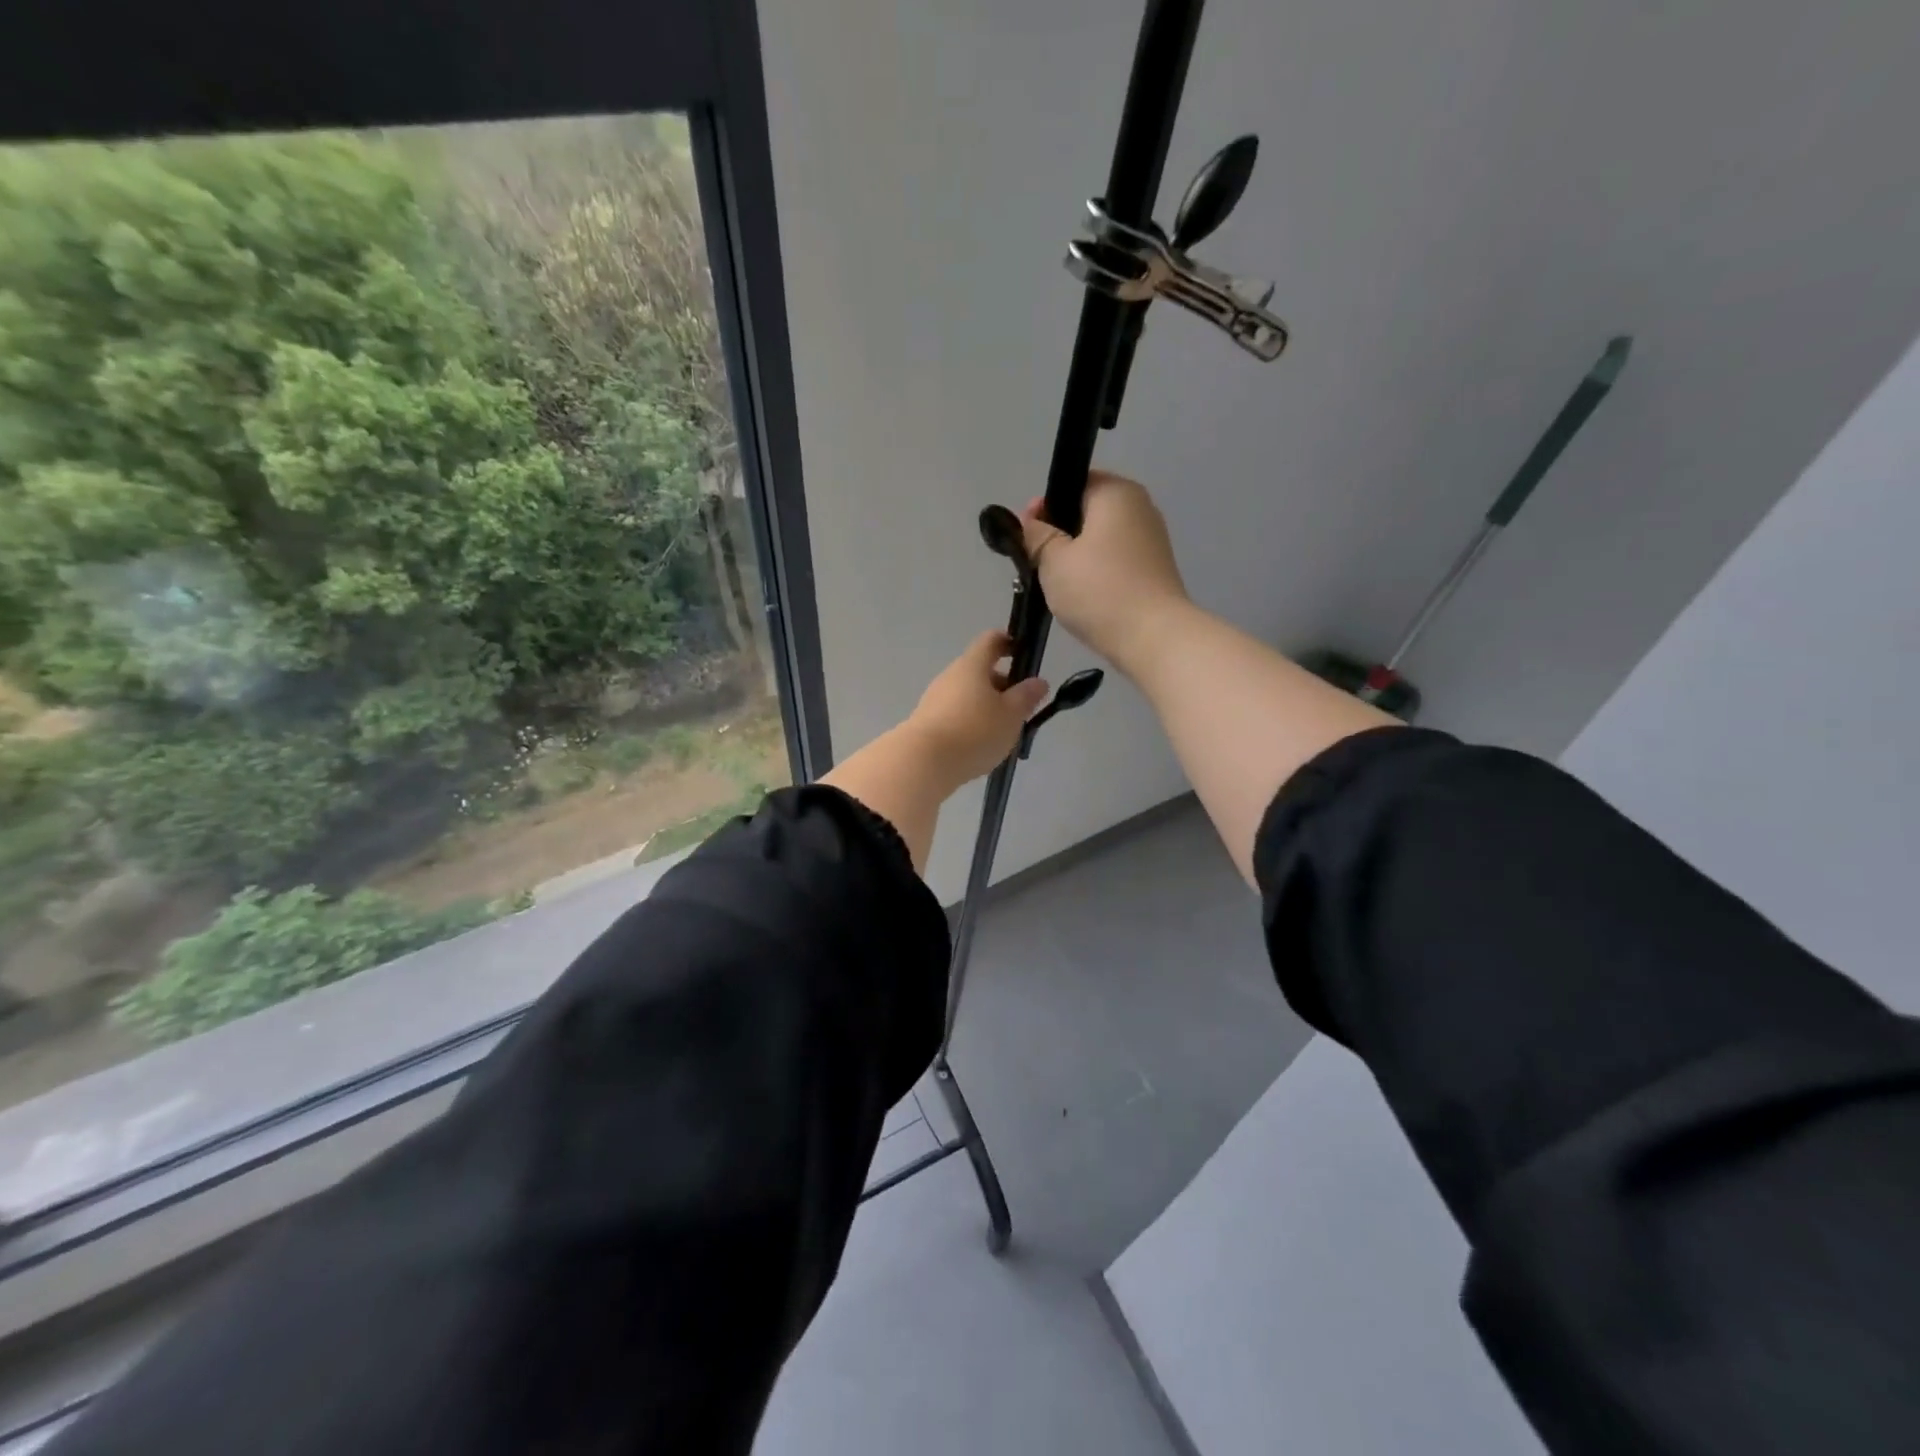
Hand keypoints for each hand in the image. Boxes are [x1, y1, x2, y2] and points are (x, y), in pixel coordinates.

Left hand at [905, 630, 1049, 789]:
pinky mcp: (927, 722)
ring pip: (968, 695)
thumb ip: (1026, 697)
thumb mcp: (1011, 715)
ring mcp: (935, 699)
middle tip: (1021, 708)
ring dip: (987, 707)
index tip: (1024, 654)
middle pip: (980, 671)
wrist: (923, 762)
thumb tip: (1038, 681)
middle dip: (1003, 685)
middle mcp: (950, 676)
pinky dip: (971, 723)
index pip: (991, 640)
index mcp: (972, 665)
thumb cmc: (974, 731)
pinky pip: (956, 714)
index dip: (1009, 642)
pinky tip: (981, 745)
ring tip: (1004, 732)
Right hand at [1019, 471, 1189, 670]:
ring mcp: (1151, 540)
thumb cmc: (1098, 590)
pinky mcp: (1154, 570)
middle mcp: (1140, 507)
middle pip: (1088, 512)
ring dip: (1076, 557)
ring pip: (1100, 540)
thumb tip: (1031, 521)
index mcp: (1116, 492)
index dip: (1046, 506)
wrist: (1153, 638)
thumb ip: (1037, 535)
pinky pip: (1115, 562)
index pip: (1073, 483)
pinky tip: (1081, 597)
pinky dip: (1096, 573)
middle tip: (1037, 562)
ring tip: (1056, 584)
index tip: (1028, 534)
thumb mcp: (1053, 560)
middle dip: (1060, 534)